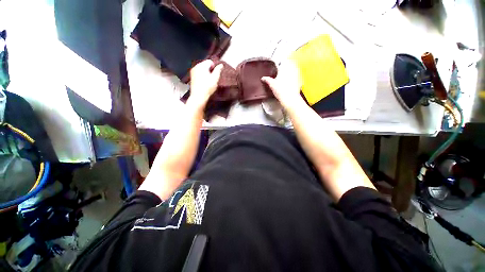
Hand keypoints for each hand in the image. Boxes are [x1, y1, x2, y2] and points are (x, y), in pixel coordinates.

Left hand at [188, 60, 222, 108]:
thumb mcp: (215, 78)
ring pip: (202, 70)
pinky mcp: (192, 77)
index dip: (214, 68)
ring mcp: (193, 72)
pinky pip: (199, 74)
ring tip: (208, 82)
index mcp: (202, 66)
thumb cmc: (207, 88)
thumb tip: (221, 65)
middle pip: (205, 65)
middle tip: (212, 79)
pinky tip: (204, 83)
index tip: (215, 75)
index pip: (210, 62)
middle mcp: (196, 67)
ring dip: (206, 74)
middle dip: (210, 71)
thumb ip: (218, 70)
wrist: (198, 96)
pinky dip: (202, 77)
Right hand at [261, 60, 302, 108]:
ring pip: (294, 68)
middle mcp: (292, 69)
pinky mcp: (300, 80)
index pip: (282, 61)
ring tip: (286, 75)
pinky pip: (297, 75)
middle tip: (281, 70)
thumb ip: (267, 79)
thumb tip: (263, 78)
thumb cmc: (281, 90)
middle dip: (286, 65)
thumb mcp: (272, 85)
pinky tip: (291, 81)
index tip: (277, 65)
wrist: (290, 98)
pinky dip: (294, 76)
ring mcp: (297, 74)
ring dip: (291, 70)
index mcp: (284, 68)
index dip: (279, 62)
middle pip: (290, 62)